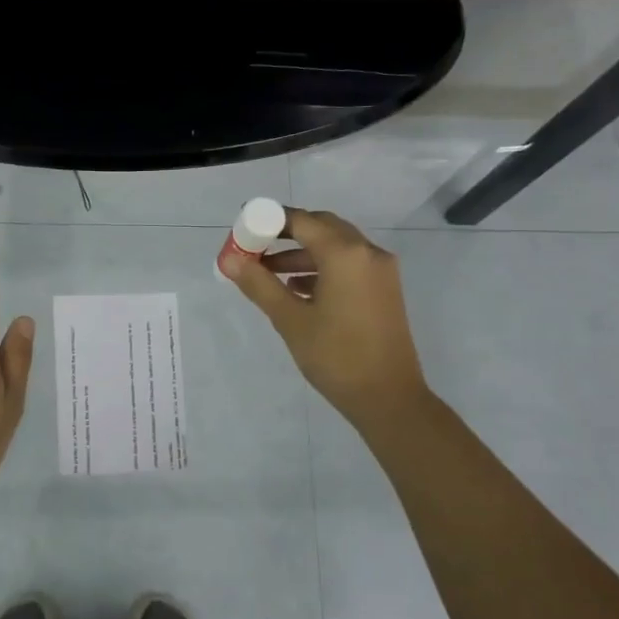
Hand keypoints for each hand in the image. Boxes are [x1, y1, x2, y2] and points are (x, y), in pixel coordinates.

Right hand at [227, 207, 429, 424]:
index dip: (270, 220)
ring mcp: (381, 271)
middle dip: (286, 233)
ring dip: (302, 253)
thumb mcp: (290, 320)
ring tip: (267, 271)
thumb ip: (259, 285)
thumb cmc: (336, 356)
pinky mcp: (384, 289)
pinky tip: (297, 288)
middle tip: (255, 245)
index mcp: (346, 254)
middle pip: (322, 227)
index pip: (302, 221)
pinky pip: (349, 264)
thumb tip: (229, 260)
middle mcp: (368, 252)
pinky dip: (322, 267)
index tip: (244, 226)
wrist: (389, 398)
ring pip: (336, 246)